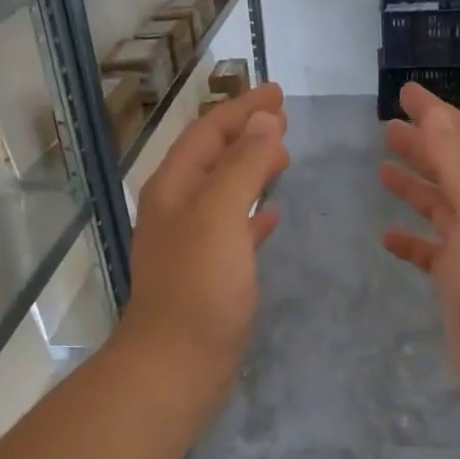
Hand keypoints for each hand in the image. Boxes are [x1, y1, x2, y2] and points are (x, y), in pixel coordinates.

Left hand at [118, 83, 289, 410]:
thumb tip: (266, 120)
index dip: (243, 108)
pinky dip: (254, 215)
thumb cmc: (199, 287)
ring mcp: (192, 243)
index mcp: (174, 187)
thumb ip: (243, 164)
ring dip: (252, 170)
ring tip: (284, 157)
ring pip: (225, 192)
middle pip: (214, 157)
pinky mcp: (209, 274)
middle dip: (247, 134)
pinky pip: (234, 230)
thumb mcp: (220, 215)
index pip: (209, 132)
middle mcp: (178, 209)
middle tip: (284, 119)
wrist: (176, 366)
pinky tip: (275, 216)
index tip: (279, 92)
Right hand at [380, 84, 459, 418]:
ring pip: (439, 208)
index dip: (437, 114)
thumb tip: (435, 116)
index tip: (406, 92)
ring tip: (381, 170)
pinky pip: (429, 253)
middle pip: (451, 169)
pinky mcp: (458, 283)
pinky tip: (387, 238)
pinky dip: (411, 242)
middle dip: (422, 146)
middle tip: (386, 128)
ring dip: (414, 187)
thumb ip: (457, 163)